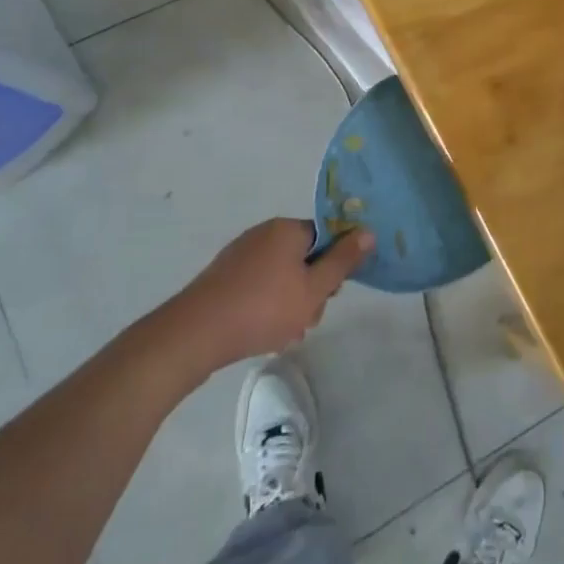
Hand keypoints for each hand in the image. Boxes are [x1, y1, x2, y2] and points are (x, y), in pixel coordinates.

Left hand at [174, 218, 374, 366]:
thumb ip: (343, 261)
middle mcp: (263, 234)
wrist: (195, 334)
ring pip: (281, 276)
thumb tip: (369, 231)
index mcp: (287, 229)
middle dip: (310, 289)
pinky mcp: (222, 277)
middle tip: (305, 319)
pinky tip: (260, 331)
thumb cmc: (263, 308)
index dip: (333, 266)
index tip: (329, 293)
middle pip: (303, 258)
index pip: (325, 238)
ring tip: (281, 333)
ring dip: (289, 303)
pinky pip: (257, 286)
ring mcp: (239, 255)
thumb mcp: (314, 289)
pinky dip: (265, 305)